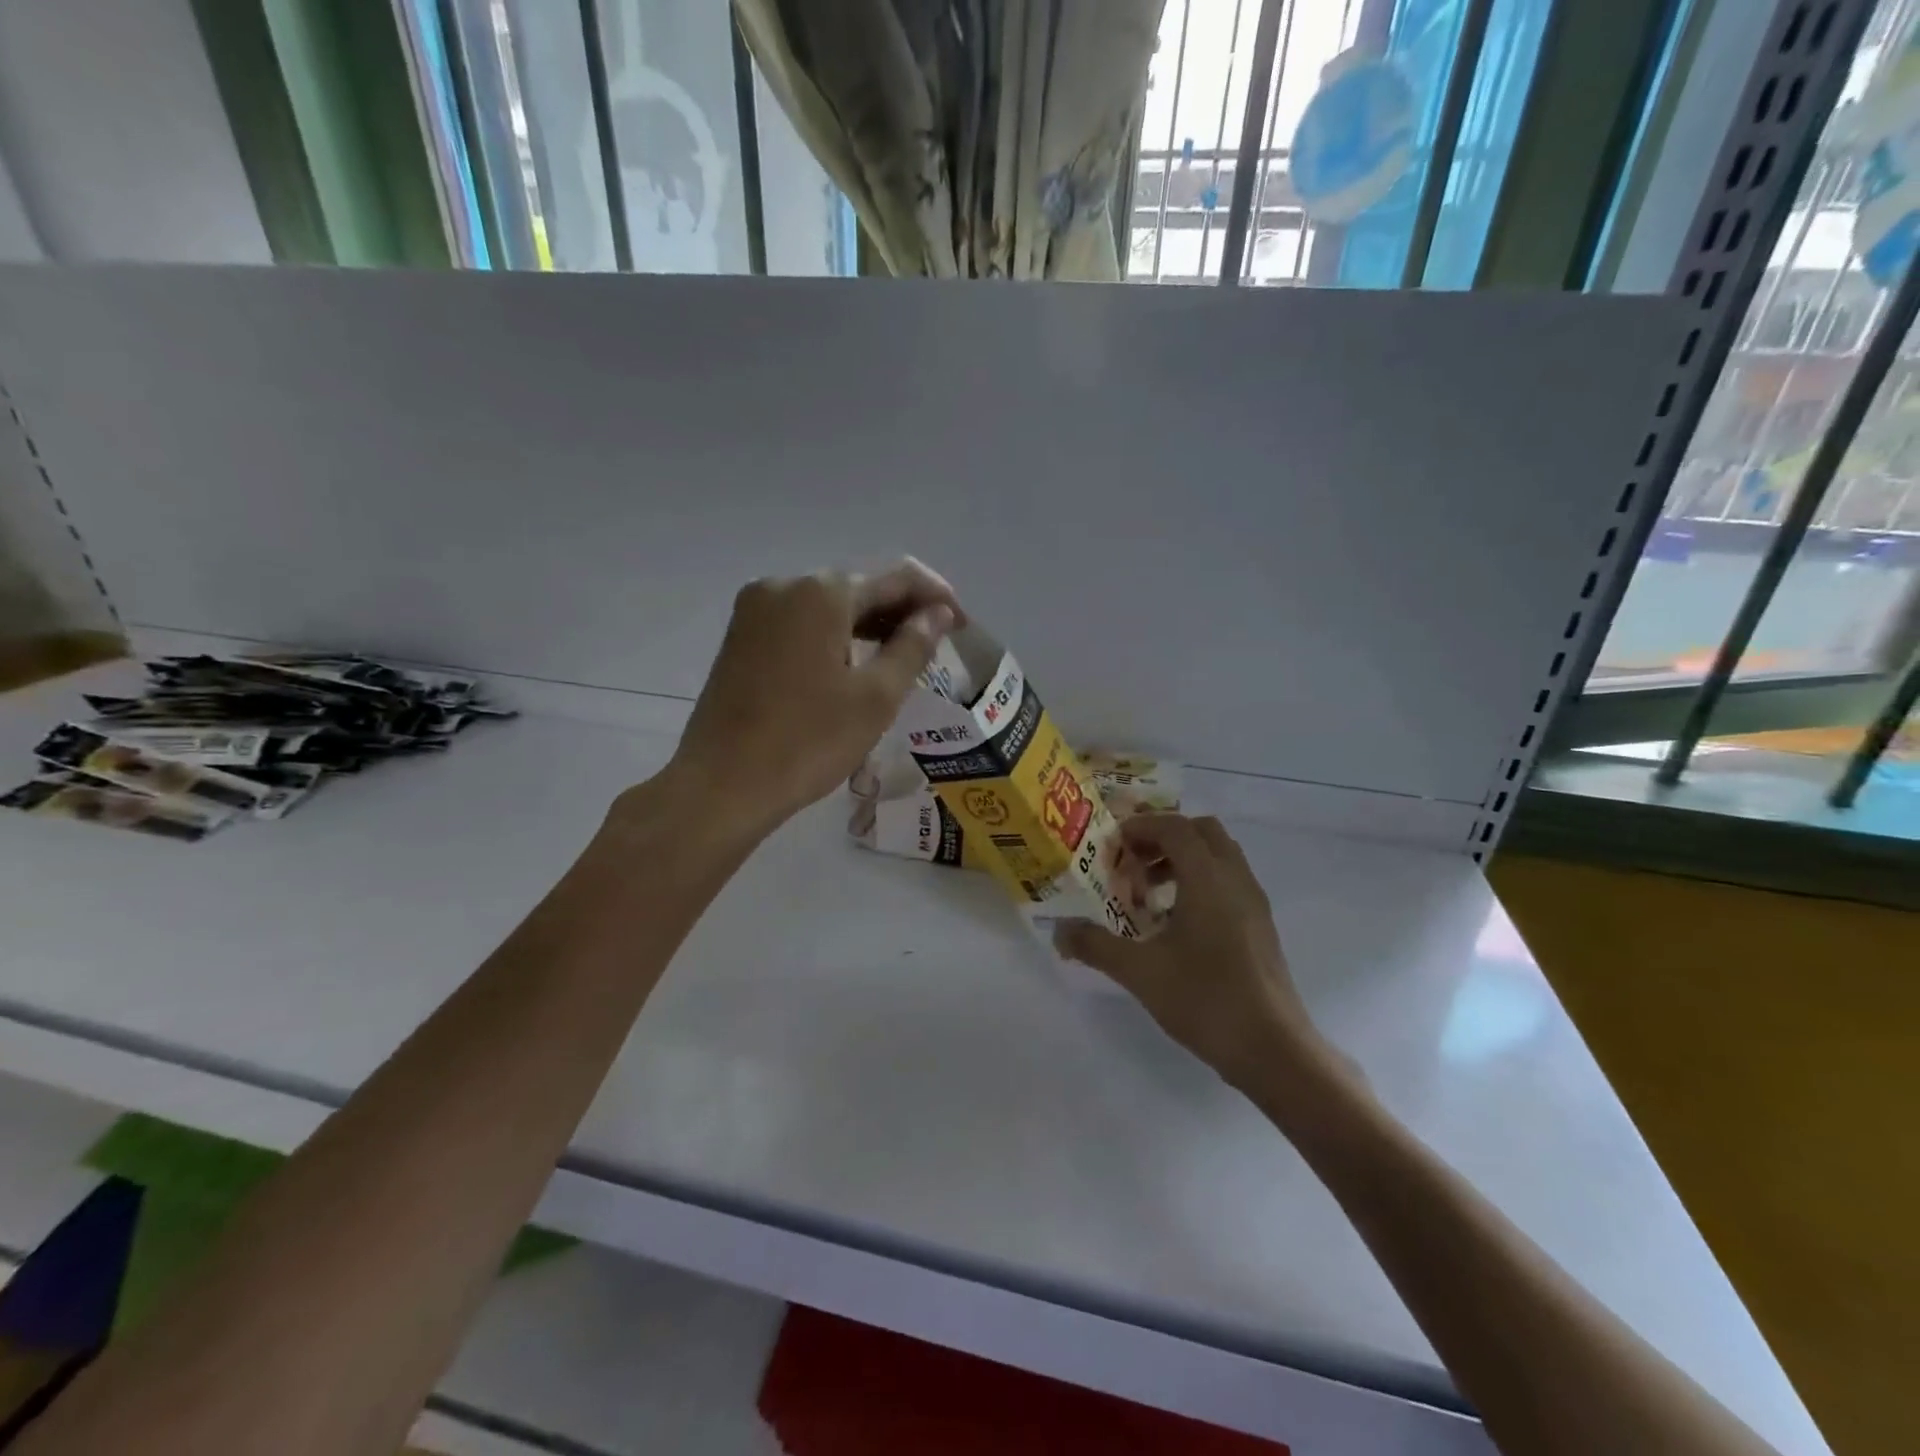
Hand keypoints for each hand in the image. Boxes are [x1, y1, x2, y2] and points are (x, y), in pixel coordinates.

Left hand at [664, 559, 962, 837]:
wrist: (721, 785)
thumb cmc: (808, 741)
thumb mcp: (876, 697)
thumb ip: (912, 646)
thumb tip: (937, 614)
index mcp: (821, 593)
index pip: (895, 576)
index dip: (935, 595)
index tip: (962, 624)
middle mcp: (784, 586)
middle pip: (859, 586)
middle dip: (902, 608)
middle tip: (938, 641)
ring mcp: (756, 610)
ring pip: (828, 604)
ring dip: (869, 622)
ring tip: (904, 653)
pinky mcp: (742, 636)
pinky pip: (802, 622)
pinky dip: (836, 634)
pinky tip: (856, 661)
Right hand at [1056, 815, 1338, 1092]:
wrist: (1273, 1049)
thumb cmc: (1205, 999)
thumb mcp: (1139, 972)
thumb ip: (1095, 945)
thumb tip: (1059, 931)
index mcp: (1208, 879)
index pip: (1175, 827)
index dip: (1141, 827)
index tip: (1112, 845)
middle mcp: (1235, 879)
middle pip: (1202, 831)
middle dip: (1164, 836)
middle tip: (1133, 862)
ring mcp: (1253, 902)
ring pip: (1219, 855)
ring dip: (1184, 858)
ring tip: (1151, 893)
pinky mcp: (1261, 926)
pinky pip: (1229, 881)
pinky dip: (1201, 881)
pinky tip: (1178, 923)